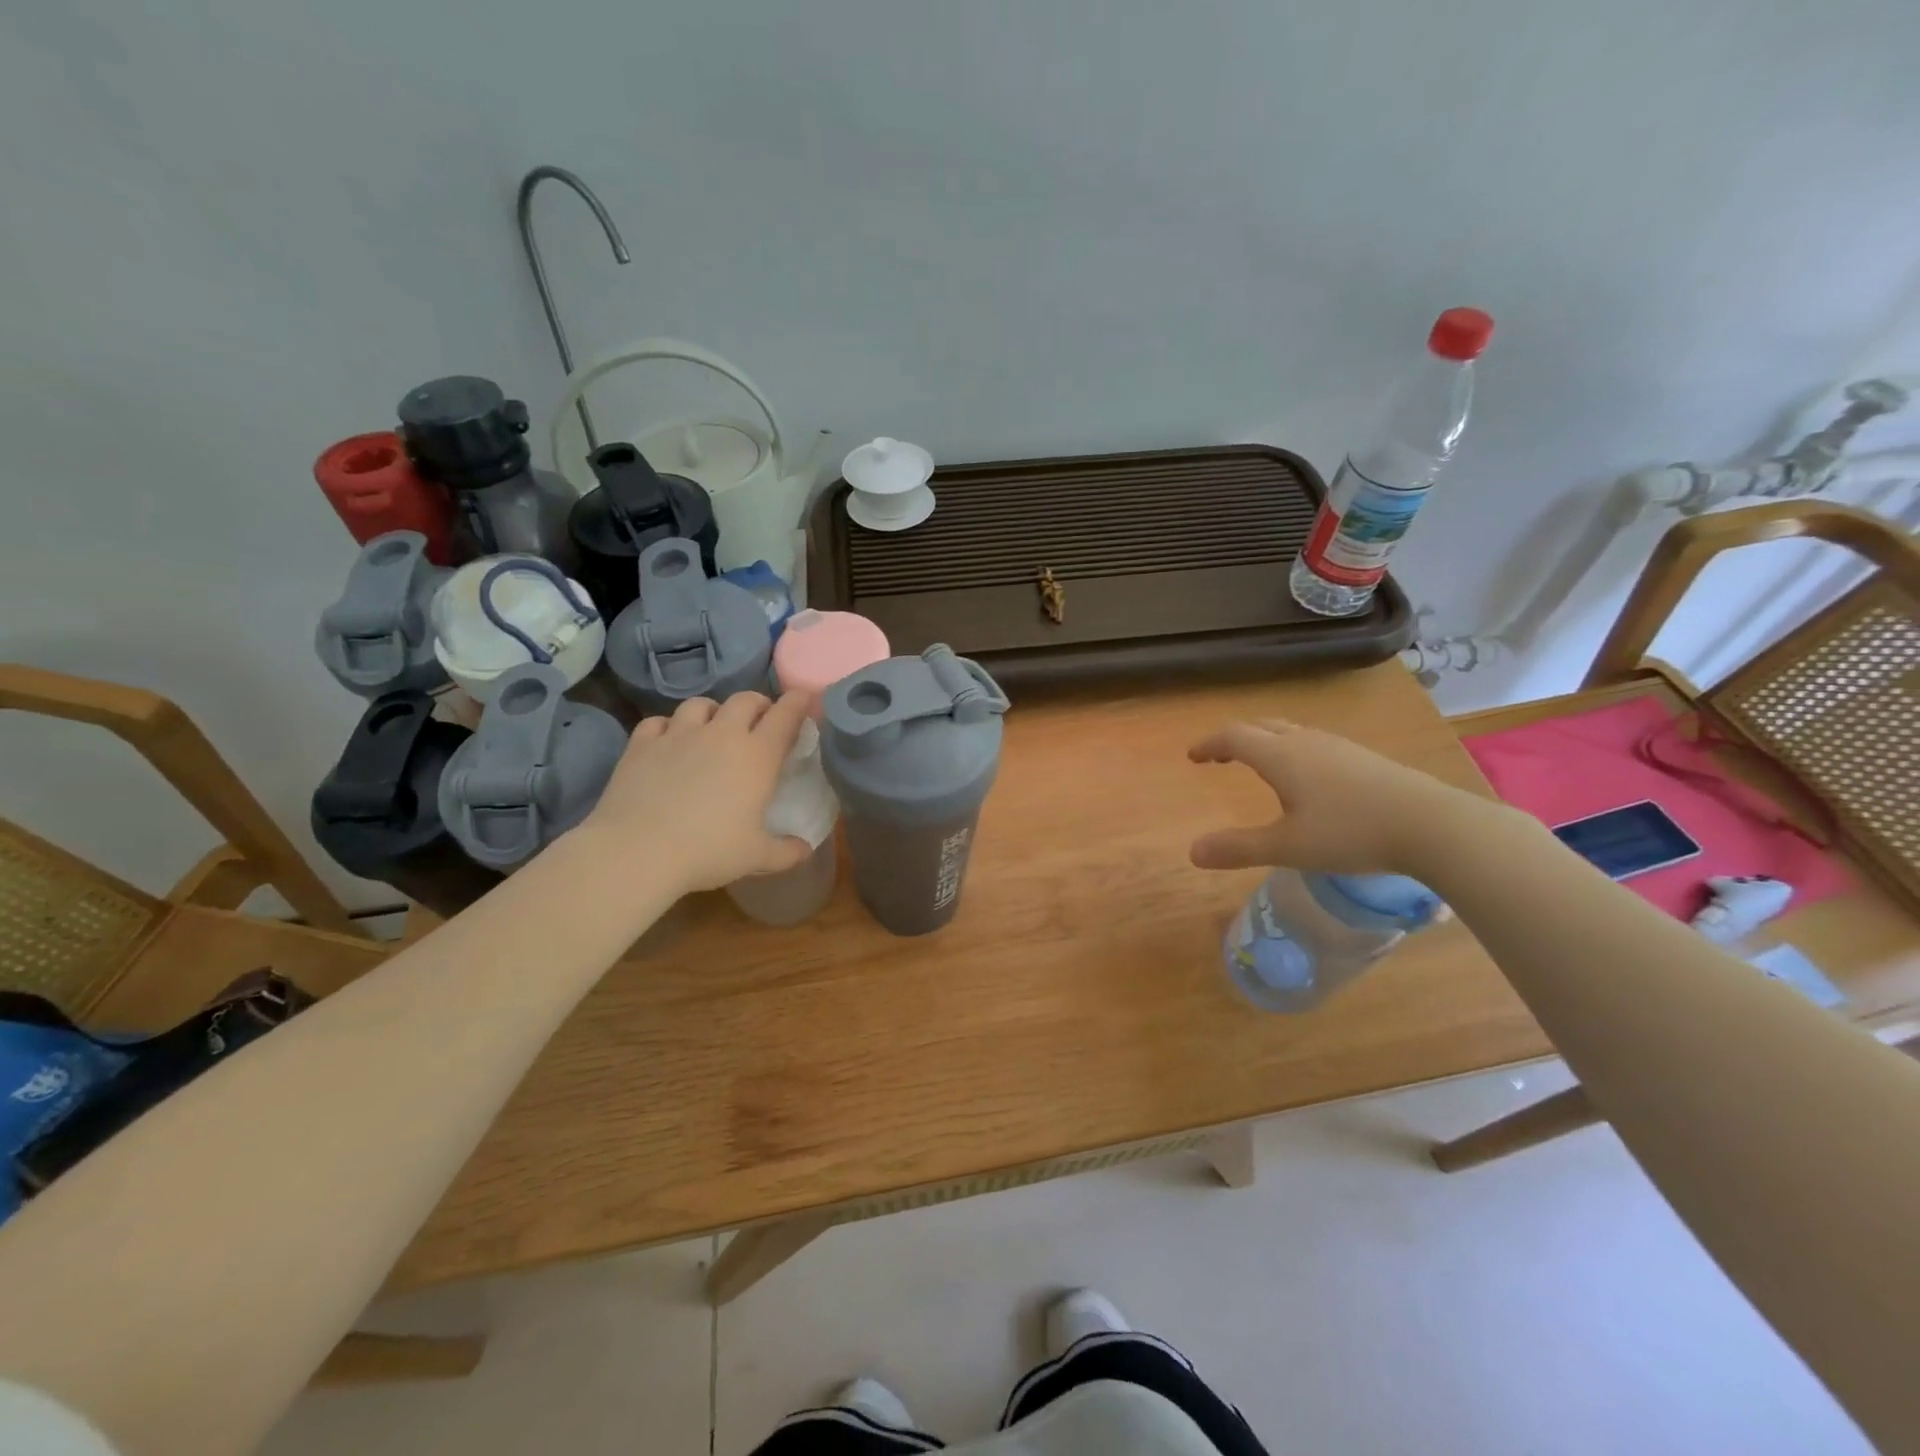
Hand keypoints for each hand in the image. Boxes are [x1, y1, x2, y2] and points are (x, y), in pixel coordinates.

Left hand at [578, 692, 813, 895]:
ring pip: (700, 704)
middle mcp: (721, 734)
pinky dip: (668, 727)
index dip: (797, 703)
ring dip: (713, 712)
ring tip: (713, 727)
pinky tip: (668, 741)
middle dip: (758, 704)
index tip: (803, 700)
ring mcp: (678, 734)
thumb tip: (805, 849)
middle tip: (761, 720)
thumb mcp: (756, 858)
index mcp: (757, 756)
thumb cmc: (708, 851)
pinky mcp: (642, 744)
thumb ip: (787, 852)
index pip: (785, 715)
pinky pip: (658, 721)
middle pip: (745, 700)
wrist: (637, 851)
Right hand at [1187, 719, 1480, 875]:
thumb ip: (1238, 848)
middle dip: (1234, 738)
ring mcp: (1338, 747)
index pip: (1234, 737)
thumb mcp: (1287, 847)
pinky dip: (1292, 750)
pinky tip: (1306, 778)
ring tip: (1258, 762)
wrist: (1432, 825)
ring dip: (1265, 741)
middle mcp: (1306, 742)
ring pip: (1290, 732)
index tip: (1192, 756)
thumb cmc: (1350, 833)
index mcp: (1281, 756)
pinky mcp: (1363, 759)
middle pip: (1261, 726)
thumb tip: (1192, 851)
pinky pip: (1313, 743)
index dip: (1209, 744)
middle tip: (1219, 755)